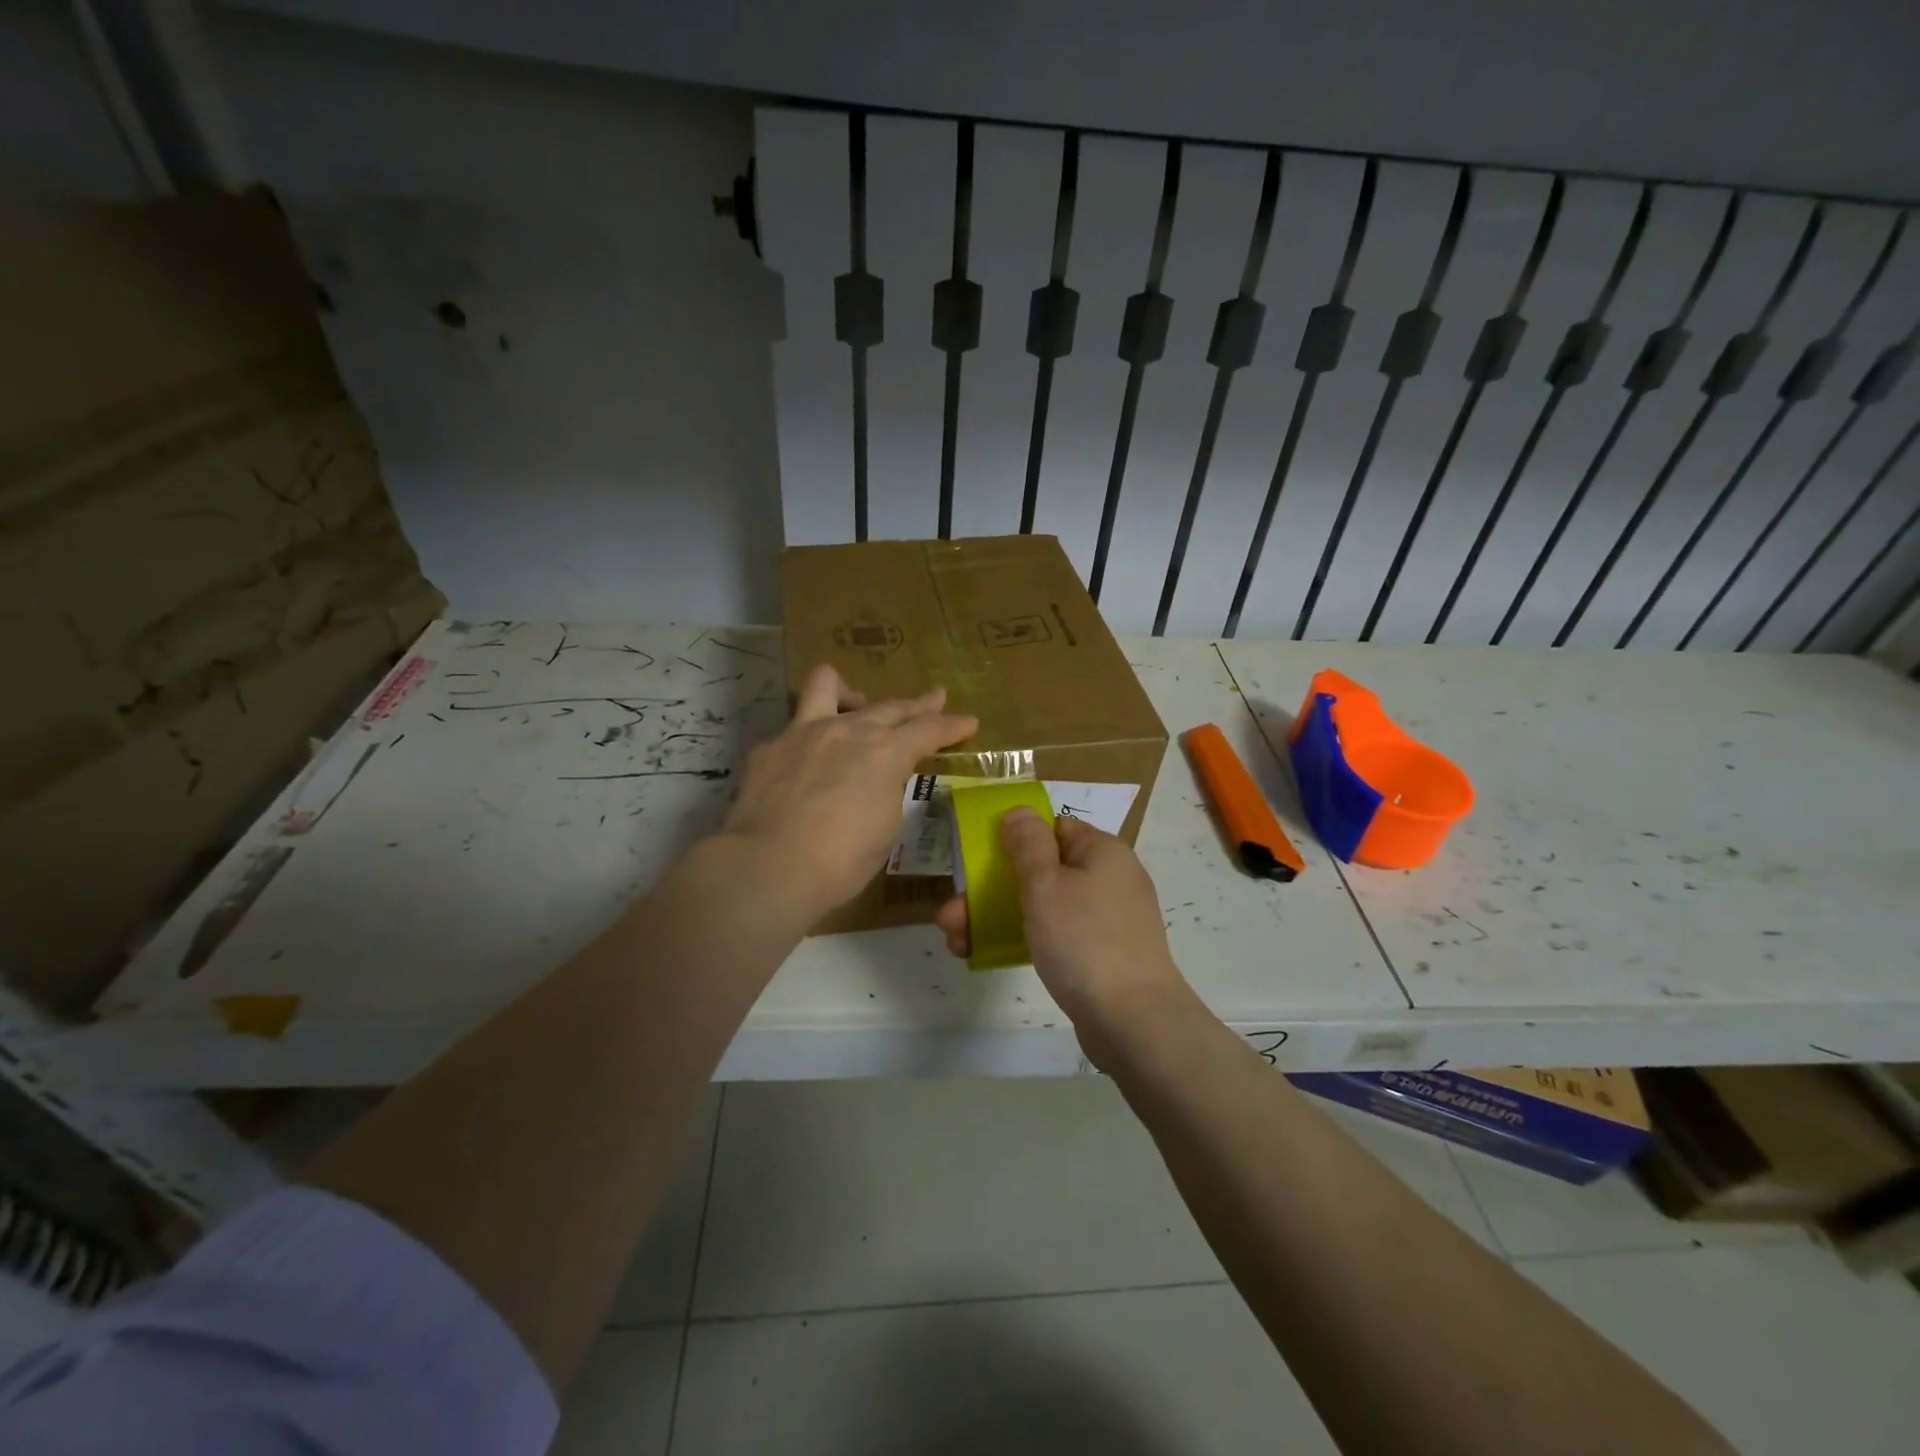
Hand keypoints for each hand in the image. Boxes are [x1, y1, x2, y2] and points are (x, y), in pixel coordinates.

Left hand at [721, 664, 976, 913]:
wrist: (771, 865)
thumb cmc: (842, 859)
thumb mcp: (886, 826)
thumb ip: (887, 790)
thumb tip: (880, 779)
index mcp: (885, 753)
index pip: (928, 730)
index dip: (952, 726)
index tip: (968, 722)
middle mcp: (847, 730)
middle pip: (889, 706)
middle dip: (918, 704)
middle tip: (934, 699)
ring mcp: (803, 732)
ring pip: (827, 686)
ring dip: (849, 692)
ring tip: (855, 704)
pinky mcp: (769, 747)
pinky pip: (793, 728)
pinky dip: (808, 738)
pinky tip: (805, 761)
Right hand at [935, 810, 1195, 1063]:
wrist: (1133, 1021)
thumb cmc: (1084, 940)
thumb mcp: (1046, 884)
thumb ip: (1028, 844)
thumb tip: (1019, 812)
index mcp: (1102, 851)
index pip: (1054, 828)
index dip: (1016, 838)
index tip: (981, 859)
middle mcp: (1109, 878)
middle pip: (1043, 870)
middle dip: (992, 888)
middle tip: (952, 913)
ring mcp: (1108, 919)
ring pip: (1045, 906)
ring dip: (999, 917)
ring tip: (956, 940)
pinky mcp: (1103, 954)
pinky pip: (1059, 935)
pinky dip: (1026, 939)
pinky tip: (988, 955)